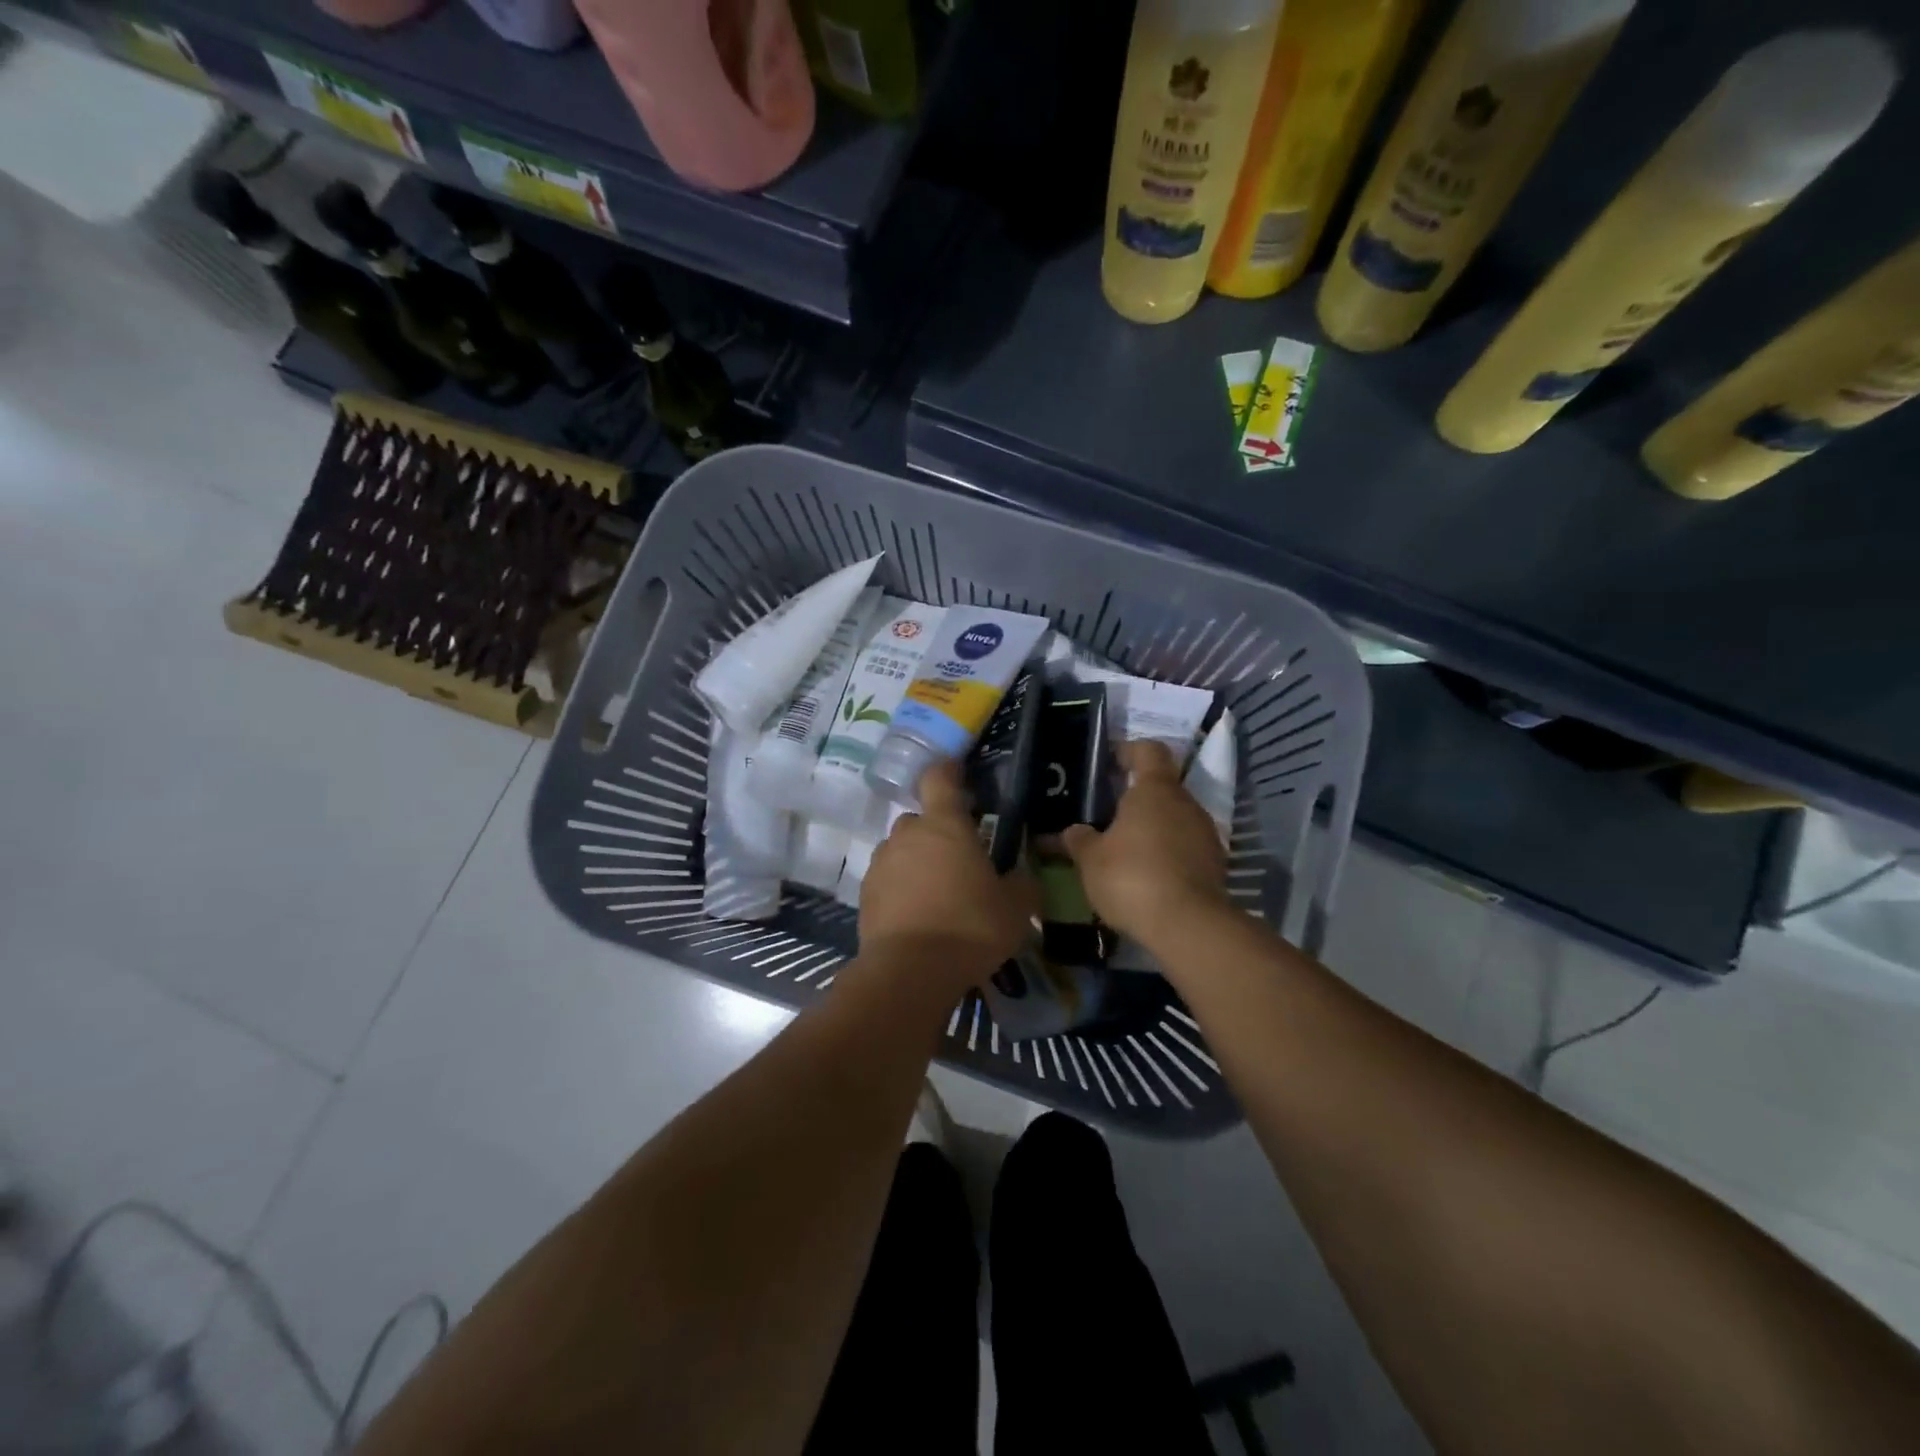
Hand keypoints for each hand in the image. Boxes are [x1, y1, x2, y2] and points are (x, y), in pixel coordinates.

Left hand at [859, 761, 1036, 984]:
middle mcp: (908, 834)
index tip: (958, 774)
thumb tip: (1023, 877)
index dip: (948, 771)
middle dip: (938, 834)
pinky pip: (888, 879)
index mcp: (945, 825)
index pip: (940, 778)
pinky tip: (918, 916)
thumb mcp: (1015, 908)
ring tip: (938, 894)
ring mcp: (881, 863)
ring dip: (918, 862)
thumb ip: (1022, 884)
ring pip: (902, 850)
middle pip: (922, 820)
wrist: (910, 972)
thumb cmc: (970, 927)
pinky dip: (901, 889)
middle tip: (960, 861)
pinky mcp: (865, 894)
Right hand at [1062, 739, 1229, 950]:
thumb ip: (1079, 840)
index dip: (1128, 750)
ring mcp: (1205, 833)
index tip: (1109, 762)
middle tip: (1107, 815)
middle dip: (1135, 798)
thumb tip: (1072, 831)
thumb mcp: (1091, 860)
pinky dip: (1167, 853)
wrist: (1188, 925)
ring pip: (1174, 818)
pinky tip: (1146, 876)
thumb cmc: (1132, 877)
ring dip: (1152, 828)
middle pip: (1161, 787)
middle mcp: (1186, 803)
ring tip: (1124, 850)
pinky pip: (1185, 846)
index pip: (1148, 750)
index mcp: (1155, 790)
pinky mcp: (1215, 864)